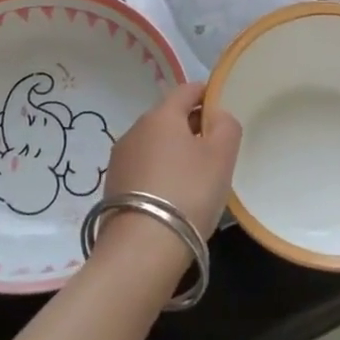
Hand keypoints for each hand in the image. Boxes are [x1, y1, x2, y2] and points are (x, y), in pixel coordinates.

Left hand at [103, 81, 241, 240]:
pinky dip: (159, 173)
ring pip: (154, 144)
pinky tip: (173, 196)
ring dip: (174, 151)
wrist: (141, 249)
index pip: (186, 90)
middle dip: (192, 126)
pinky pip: (143, 168)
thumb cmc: (188, 192)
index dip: (206, 94)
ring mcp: (120, 159)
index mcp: (161, 116)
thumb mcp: (221, 156)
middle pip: (169, 117)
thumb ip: (226, 125)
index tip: (222, 108)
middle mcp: (135, 130)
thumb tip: (217, 115)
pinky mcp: (113, 186)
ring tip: (195, 177)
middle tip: (215, 148)